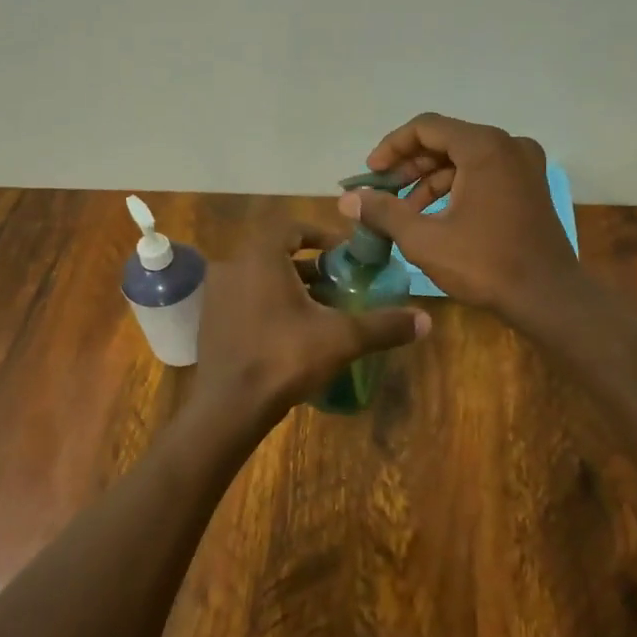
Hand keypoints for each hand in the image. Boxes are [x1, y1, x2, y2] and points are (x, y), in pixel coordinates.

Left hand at [194, 222, 430, 425]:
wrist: (228, 408)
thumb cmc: (284, 357)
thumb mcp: (341, 338)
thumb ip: (383, 325)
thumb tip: (426, 320)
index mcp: (260, 258)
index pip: (291, 228)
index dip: (320, 236)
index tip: (343, 256)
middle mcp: (232, 268)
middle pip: (277, 255)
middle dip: (311, 269)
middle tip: (338, 287)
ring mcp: (216, 297)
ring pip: (260, 280)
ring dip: (291, 289)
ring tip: (321, 313)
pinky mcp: (210, 324)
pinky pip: (245, 302)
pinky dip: (270, 308)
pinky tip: (292, 336)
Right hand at [338, 114, 584, 324]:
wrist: (548, 298)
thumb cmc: (486, 264)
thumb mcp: (425, 240)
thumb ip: (384, 212)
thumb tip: (348, 200)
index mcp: (484, 147)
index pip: (426, 128)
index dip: (392, 147)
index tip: (371, 174)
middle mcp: (508, 145)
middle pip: (446, 141)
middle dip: (409, 166)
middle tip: (382, 193)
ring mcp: (524, 165)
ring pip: (464, 160)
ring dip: (430, 181)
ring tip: (404, 213)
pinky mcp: (530, 186)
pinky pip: (484, 174)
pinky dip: (456, 189)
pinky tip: (435, 217)